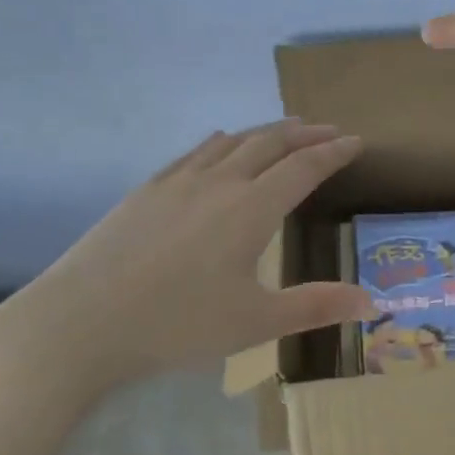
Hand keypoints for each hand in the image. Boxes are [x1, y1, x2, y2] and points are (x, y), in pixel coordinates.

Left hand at [0, 120, 373, 389]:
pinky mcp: (147, 189)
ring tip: (286, 129)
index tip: (357, 141)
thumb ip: (316, 307)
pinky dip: (222, 141)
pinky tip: (220, 142)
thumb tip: (373, 303)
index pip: (303, 167)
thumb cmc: (176, 325)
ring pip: (232, 141)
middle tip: (329, 129)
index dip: (334, 153)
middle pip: (270, 143)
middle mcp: (219, 182)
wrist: (81, 321)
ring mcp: (178, 181)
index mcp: (251, 208)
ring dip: (266, 131)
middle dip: (305, 134)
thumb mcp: (255, 323)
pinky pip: (196, 151)